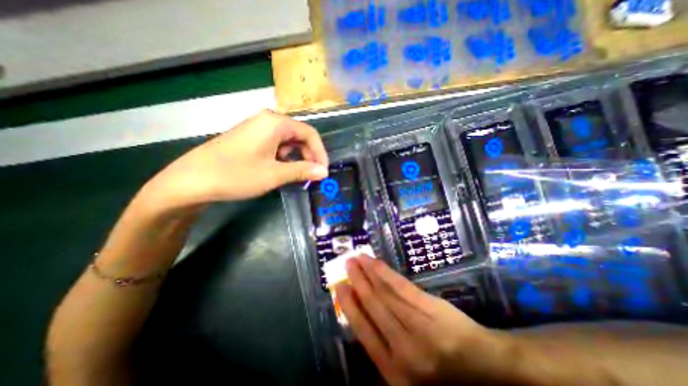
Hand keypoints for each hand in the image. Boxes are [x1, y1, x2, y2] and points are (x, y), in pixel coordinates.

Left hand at [139, 108, 327, 210]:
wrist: (192, 180)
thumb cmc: (236, 174)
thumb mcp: (274, 174)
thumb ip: (303, 171)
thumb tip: (324, 172)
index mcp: (275, 123)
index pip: (310, 133)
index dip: (320, 153)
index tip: (323, 171)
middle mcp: (268, 120)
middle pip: (299, 136)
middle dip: (309, 156)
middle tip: (312, 176)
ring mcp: (257, 128)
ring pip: (288, 141)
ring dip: (297, 158)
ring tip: (298, 175)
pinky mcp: (251, 137)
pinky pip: (276, 145)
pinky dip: (284, 157)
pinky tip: (282, 170)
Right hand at [337, 256, 512, 385]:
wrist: (484, 367)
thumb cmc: (441, 372)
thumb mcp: (406, 373)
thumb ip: (382, 347)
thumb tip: (360, 315)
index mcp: (393, 369)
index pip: (363, 330)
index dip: (349, 305)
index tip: (339, 286)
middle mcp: (402, 346)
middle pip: (373, 305)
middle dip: (356, 282)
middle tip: (346, 264)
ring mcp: (417, 324)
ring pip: (385, 293)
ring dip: (368, 273)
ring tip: (357, 258)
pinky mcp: (430, 307)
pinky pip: (401, 286)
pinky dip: (385, 273)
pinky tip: (375, 262)